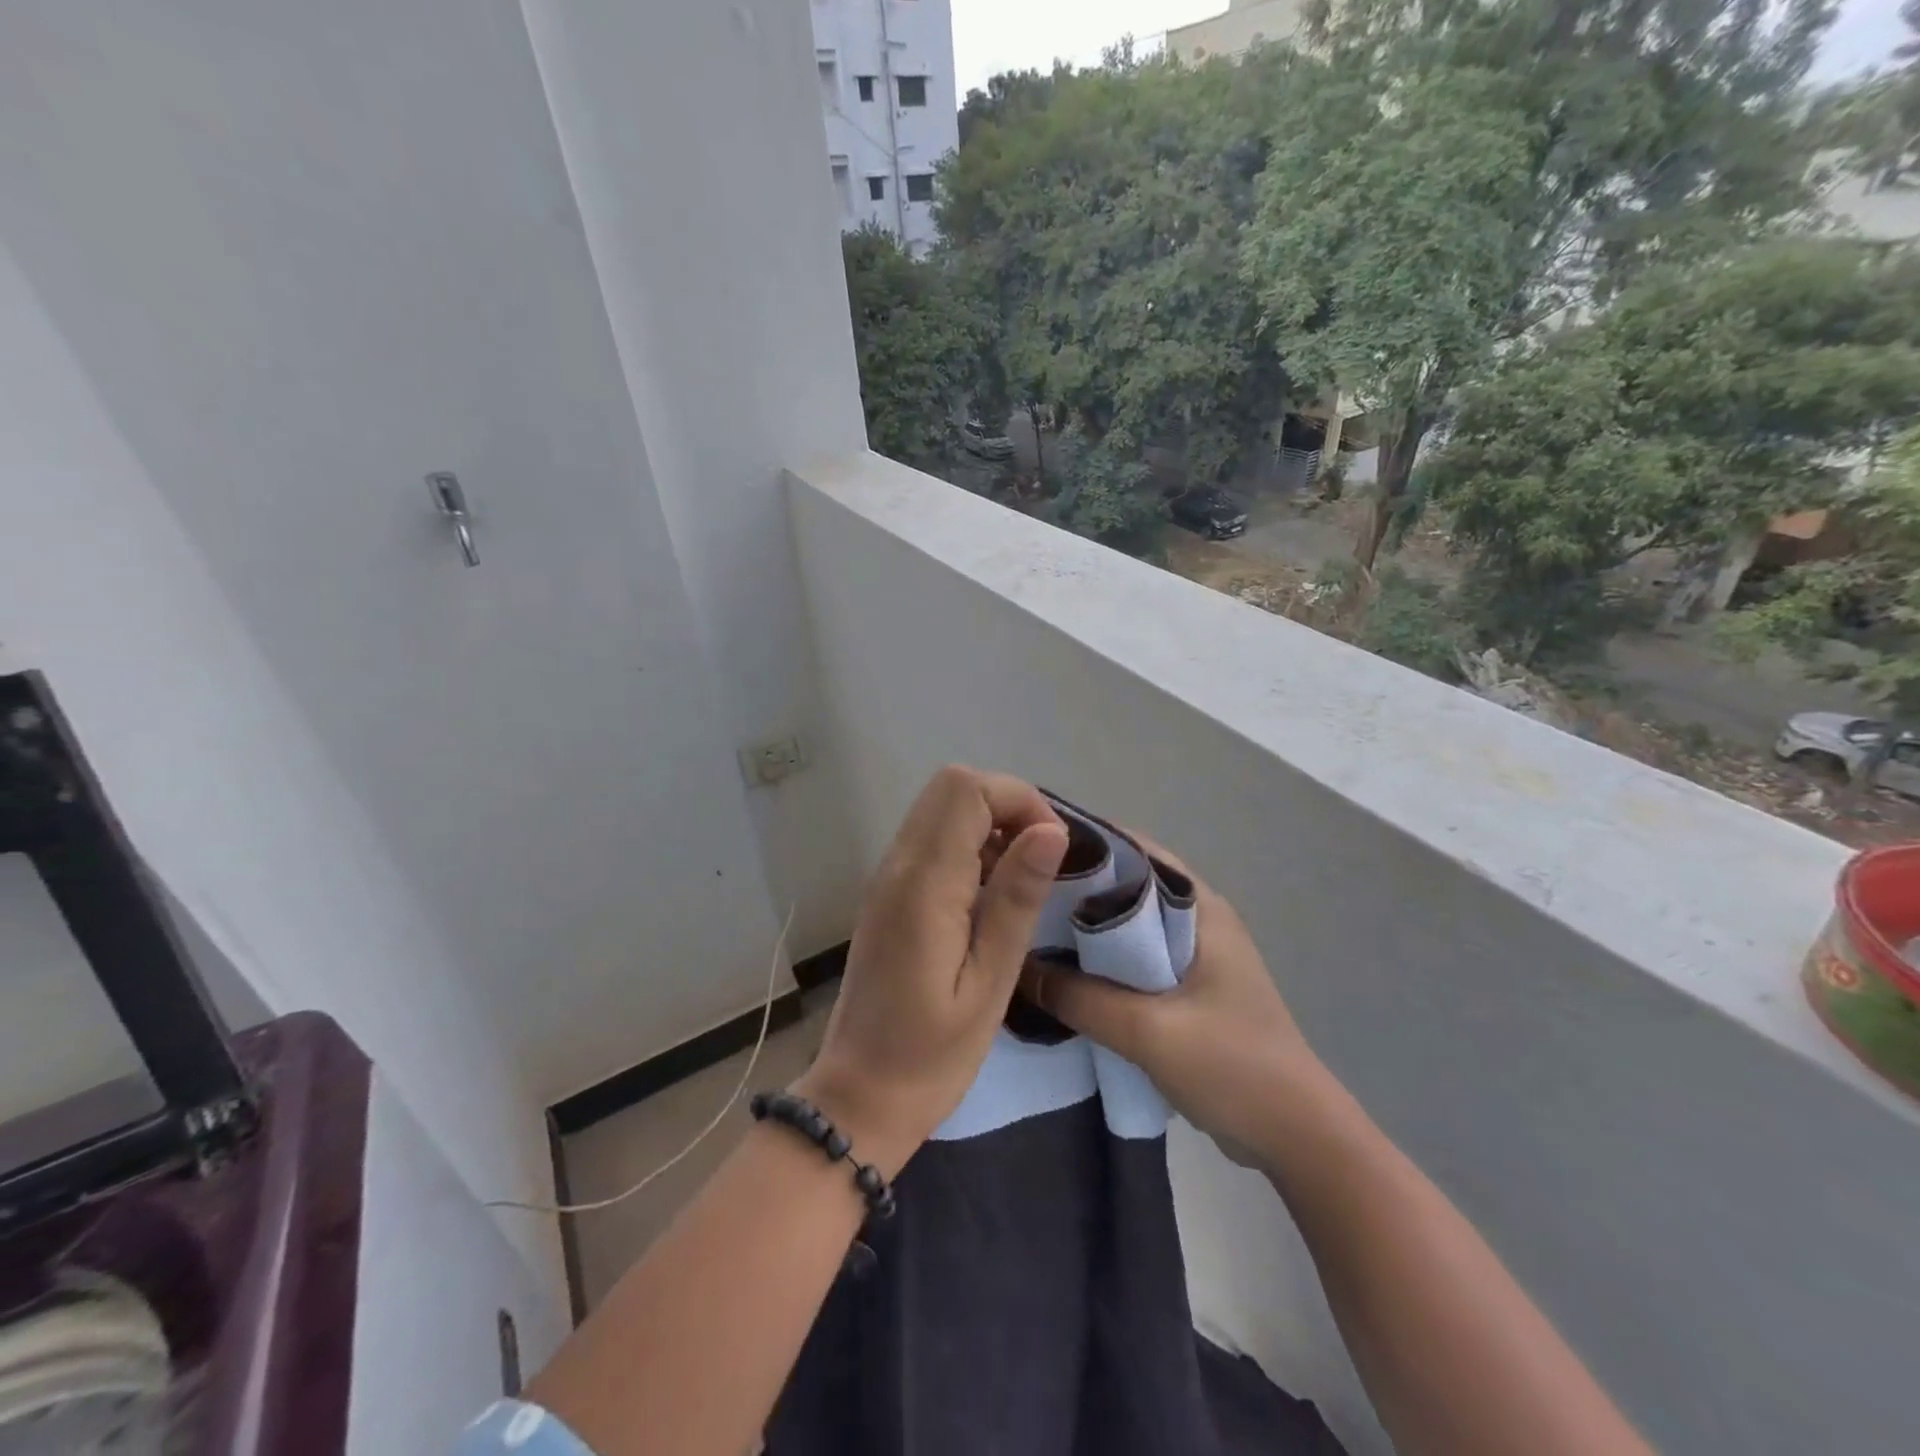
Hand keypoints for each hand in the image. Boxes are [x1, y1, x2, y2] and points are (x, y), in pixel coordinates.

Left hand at [795, 767, 1068, 1175]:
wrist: (860, 1095)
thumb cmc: (932, 1053)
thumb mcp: (990, 981)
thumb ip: (1016, 898)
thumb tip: (1051, 830)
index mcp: (923, 883)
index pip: (966, 789)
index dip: (1019, 800)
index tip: (1052, 849)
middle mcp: (898, 865)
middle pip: (951, 787)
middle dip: (1006, 806)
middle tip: (1039, 862)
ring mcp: (887, 877)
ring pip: (940, 809)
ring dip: (988, 826)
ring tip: (1018, 885)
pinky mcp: (888, 894)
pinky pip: (931, 841)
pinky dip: (968, 847)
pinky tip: (987, 900)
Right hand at [1020, 840, 1323, 1163]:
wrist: (1297, 1137)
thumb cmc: (1232, 1066)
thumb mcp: (1148, 1031)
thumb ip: (1080, 999)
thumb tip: (1019, 969)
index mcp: (1199, 907)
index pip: (1132, 851)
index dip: (1082, 845)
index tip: (1028, 848)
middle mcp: (1195, 920)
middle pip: (1124, 888)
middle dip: (1072, 890)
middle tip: (1015, 895)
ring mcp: (1192, 956)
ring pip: (1124, 929)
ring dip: (1082, 932)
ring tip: (1025, 932)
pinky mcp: (1185, 990)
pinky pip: (1130, 963)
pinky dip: (1097, 965)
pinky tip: (1058, 977)